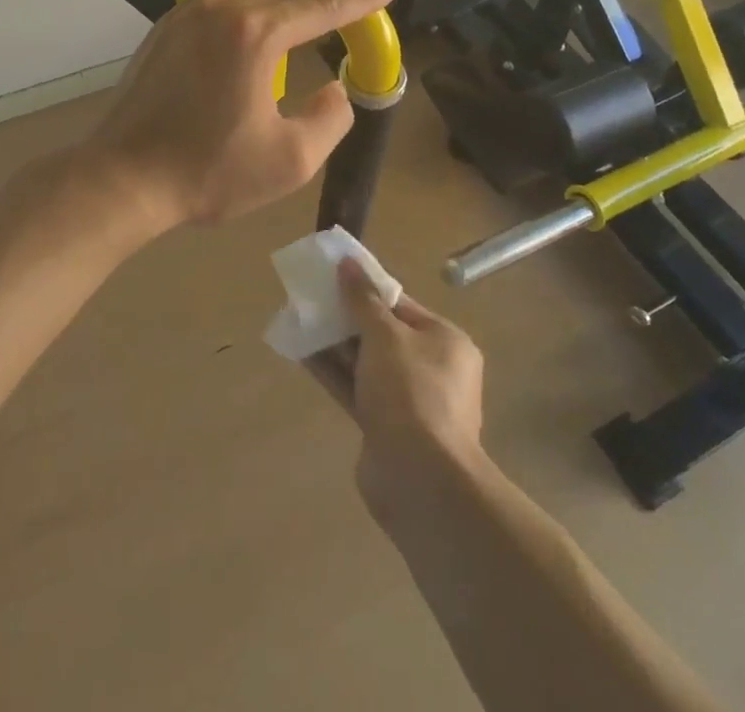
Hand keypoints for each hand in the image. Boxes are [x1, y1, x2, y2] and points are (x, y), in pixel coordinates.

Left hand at [81, 0, 396, 233]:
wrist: (125, 175)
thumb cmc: (208, 172)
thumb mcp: (290, 160)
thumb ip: (329, 119)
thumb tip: (335, 87)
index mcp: (257, 36)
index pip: (323, 8)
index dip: (361, 0)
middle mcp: (226, 9)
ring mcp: (195, 10)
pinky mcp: (174, 22)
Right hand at [313, 257, 486, 522]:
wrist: (419, 480)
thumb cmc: (411, 392)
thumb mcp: (385, 335)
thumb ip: (363, 300)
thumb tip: (348, 263)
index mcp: (445, 341)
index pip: (401, 305)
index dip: (367, 289)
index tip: (333, 277)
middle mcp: (432, 369)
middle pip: (382, 334)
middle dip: (347, 317)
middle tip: (311, 299)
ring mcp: (409, 402)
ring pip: (366, 363)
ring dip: (335, 344)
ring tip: (299, 321)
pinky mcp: (385, 428)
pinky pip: (356, 389)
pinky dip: (333, 372)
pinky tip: (302, 353)